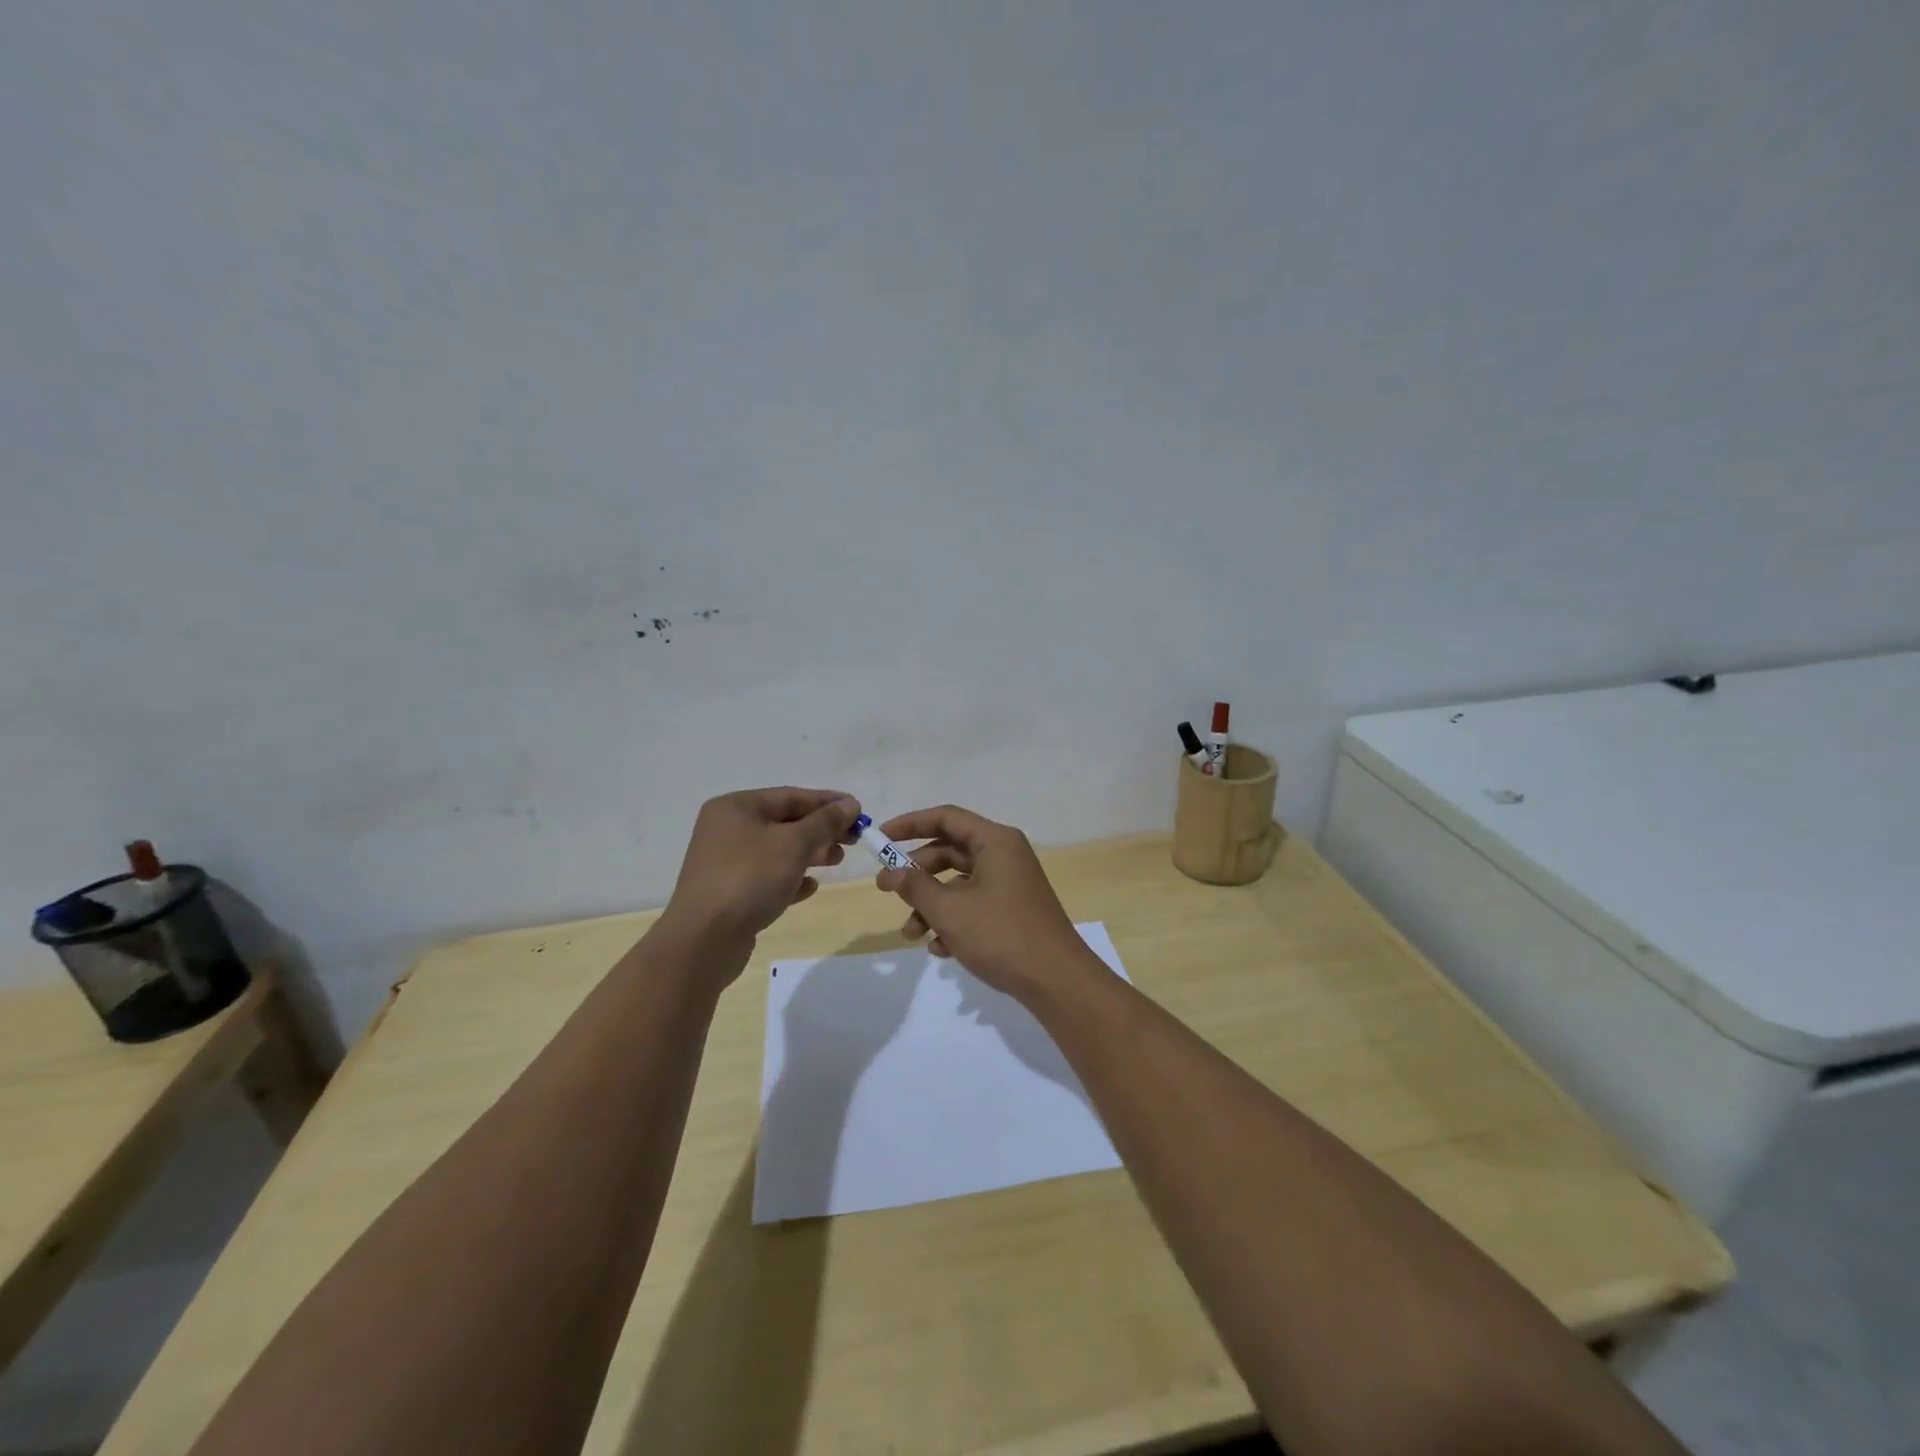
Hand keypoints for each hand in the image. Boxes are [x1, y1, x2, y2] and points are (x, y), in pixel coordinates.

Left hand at [663, 788, 860, 946]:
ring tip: (836, 861)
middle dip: (821, 830)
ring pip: (777, 851)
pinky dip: (791, 879)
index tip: (859, 811)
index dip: (827, 802)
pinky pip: (767, 877)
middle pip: (784, 822)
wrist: (704, 940)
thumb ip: (825, 822)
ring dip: (810, 854)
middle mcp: (727, 829)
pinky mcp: (730, 893)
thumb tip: (850, 805)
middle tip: (853, 840)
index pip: (791, 796)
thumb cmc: (750, 879)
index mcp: (736, 807)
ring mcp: (726, 862)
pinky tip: (810, 888)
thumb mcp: (794, 844)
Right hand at [874, 805, 1094, 1003]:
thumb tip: (892, 873)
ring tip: (911, 934)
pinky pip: (974, 904)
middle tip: (884, 890)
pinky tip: (939, 949)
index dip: (909, 824)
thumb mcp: (950, 910)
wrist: (1056, 981)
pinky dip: (953, 920)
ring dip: (931, 904)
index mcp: (995, 841)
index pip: (946, 818)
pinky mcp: (1013, 910)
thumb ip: (916, 887)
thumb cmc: (1001, 935)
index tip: (881, 839)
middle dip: (916, 873)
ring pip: (959, 883)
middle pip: (950, 851)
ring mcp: (1010, 883)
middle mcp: (1004, 855)